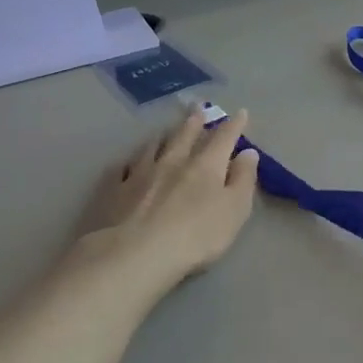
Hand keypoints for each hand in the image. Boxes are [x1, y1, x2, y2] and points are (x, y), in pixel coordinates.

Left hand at [69, 108, 258, 293]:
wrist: (136, 255)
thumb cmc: (197, 235)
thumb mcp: (235, 210)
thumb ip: (243, 180)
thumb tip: (248, 153)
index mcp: (206, 165)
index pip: (224, 138)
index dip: (234, 125)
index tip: (241, 112)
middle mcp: (173, 162)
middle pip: (184, 135)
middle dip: (194, 121)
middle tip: (197, 107)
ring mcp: (139, 174)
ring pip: (152, 147)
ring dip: (162, 136)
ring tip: (165, 130)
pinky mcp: (114, 192)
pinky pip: (121, 169)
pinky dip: (128, 162)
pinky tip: (127, 162)